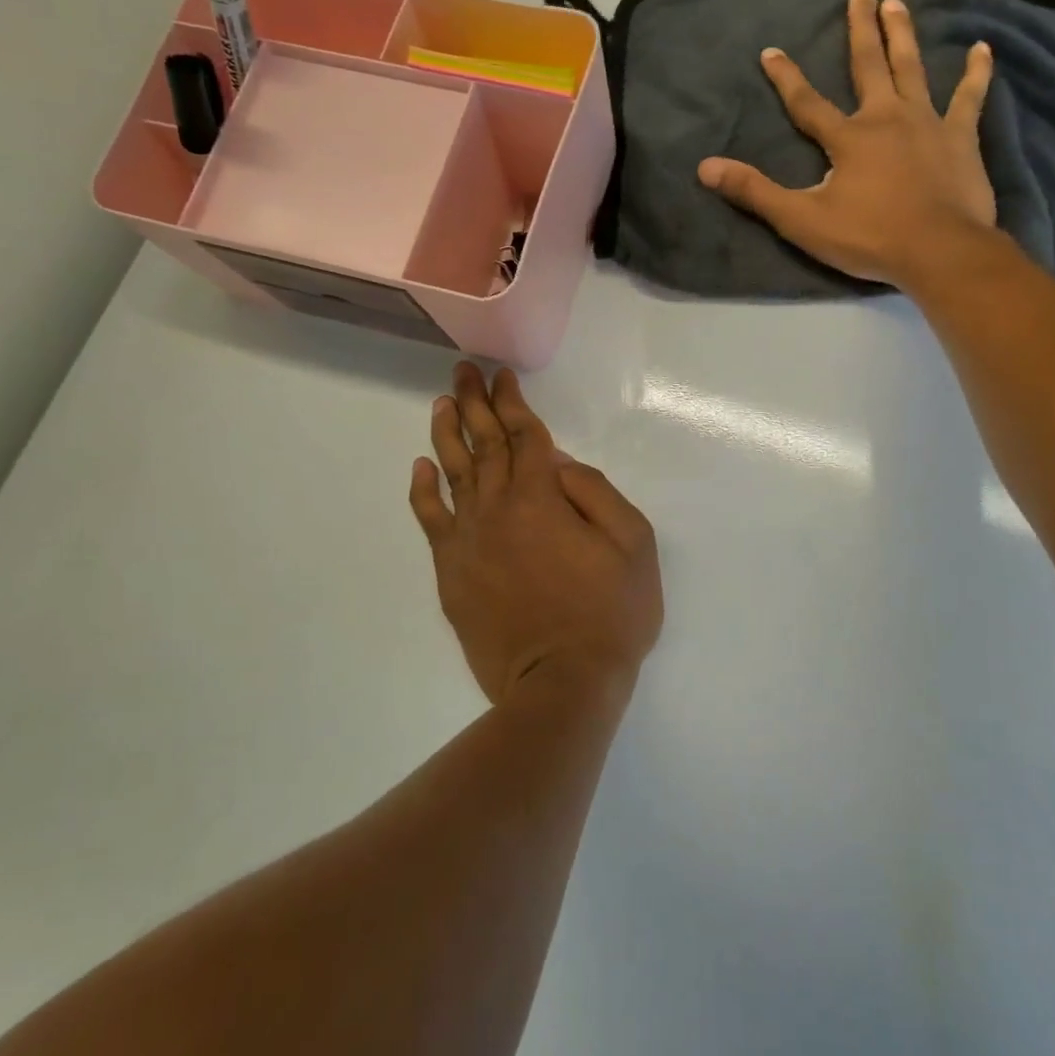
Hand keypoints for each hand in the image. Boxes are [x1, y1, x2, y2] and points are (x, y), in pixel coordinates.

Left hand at [409, 363, 662, 703]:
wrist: (561, 683)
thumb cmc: (610, 613)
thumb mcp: (633, 543)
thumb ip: (596, 492)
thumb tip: (559, 465)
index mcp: (543, 496)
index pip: (524, 435)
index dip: (511, 401)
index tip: (500, 376)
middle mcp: (499, 507)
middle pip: (484, 443)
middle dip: (475, 403)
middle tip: (463, 371)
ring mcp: (470, 540)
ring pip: (453, 473)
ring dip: (447, 434)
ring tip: (442, 404)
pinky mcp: (452, 572)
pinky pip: (431, 521)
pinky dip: (424, 491)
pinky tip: (421, 468)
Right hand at [697, 0, 999, 290]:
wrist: (938, 252)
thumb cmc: (869, 238)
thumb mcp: (802, 220)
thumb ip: (755, 192)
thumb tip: (706, 167)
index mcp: (848, 138)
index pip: (807, 102)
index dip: (786, 77)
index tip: (770, 50)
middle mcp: (887, 118)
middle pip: (869, 65)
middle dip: (861, 28)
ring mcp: (928, 124)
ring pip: (914, 69)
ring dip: (904, 35)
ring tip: (899, 4)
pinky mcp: (961, 139)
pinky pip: (970, 98)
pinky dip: (976, 74)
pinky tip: (983, 49)